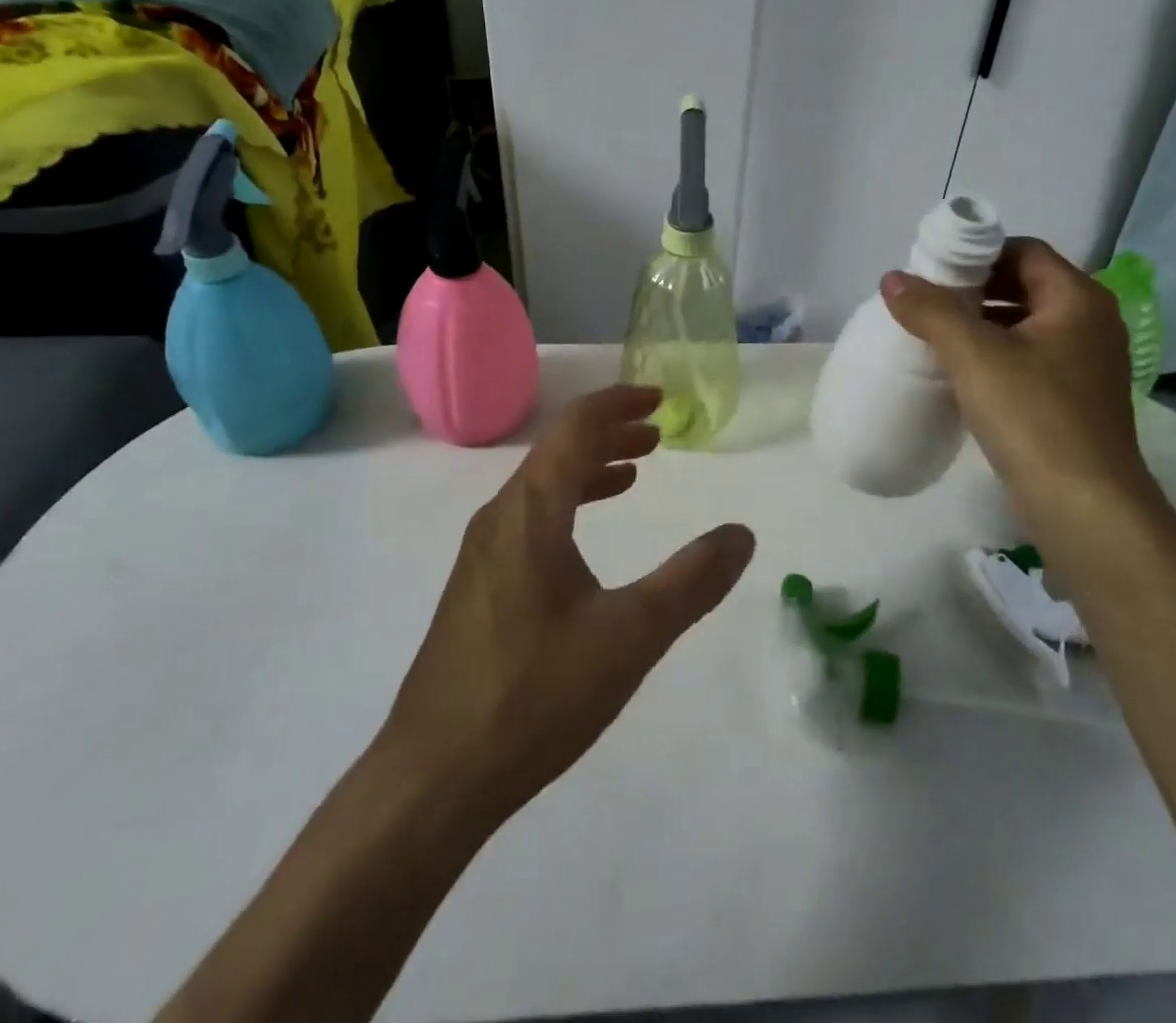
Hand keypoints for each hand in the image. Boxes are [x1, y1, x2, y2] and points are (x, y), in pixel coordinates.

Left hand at [380, 385, 754, 825]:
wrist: (433, 777)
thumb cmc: (534, 696)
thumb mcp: (630, 637)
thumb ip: (691, 581)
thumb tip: (741, 535)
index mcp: (531, 511)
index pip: (576, 428)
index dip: (619, 403)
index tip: (659, 397)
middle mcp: (500, 517)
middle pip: (557, 450)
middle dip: (609, 432)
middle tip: (656, 432)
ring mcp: (482, 553)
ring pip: (542, 485)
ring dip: (589, 468)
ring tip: (633, 471)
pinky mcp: (478, 586)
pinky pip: (530, 519)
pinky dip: (569, 505)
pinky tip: (586, 537)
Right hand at [881, 238, 1157, 530]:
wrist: (1085, 506)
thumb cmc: (1033, 415)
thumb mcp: (974, 355)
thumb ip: (931, 311)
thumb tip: (892, 279)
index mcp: (1078, 300)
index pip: (1024, 251)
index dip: (978, 253)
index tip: (933, 271)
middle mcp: (1090, 324)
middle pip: (1025, 285)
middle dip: (975, 289)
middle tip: (927, 302)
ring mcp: (1086, 365)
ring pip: (1026, 326)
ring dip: (982, 324)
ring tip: (935, 336)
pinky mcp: (1074, 400)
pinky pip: (1029, 360)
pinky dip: (996, 356)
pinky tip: (961, 375)